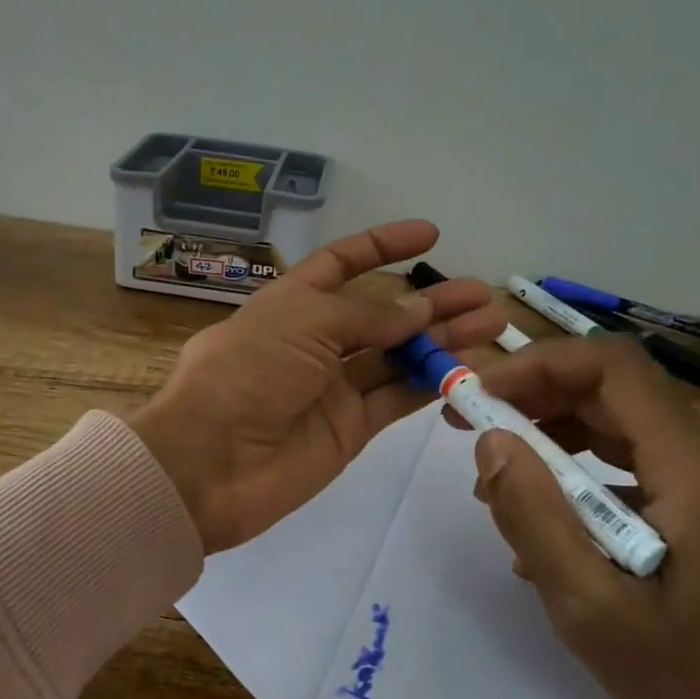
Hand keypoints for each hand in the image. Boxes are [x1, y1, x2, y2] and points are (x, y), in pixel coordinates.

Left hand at [131, 220, 504, 554]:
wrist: (208, 463)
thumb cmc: (246, 372)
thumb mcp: (302, 322)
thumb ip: (367, 315)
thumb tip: (418, 310)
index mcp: (291, 303)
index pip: (341, 263)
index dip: (382, 246)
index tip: (429, 234)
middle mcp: (314, 341)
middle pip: (381, 313)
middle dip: (429, 301)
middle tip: (481, 294)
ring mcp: (333, 387)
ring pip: (398, 356)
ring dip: (442, 340)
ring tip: (490, 323)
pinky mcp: (349, 430)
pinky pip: (397, 398)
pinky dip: (431, 384)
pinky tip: (468, 368)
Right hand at [469, 335, 699, 698]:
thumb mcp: (596, 612)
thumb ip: (535, 519)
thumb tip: (491, 442)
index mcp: (695, 468)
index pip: (610, 366)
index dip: (535, 365)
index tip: (478, 397)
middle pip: (612, 389)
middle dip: (533, 397)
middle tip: (469, 428)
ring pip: (621, 424)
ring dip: (553, 435)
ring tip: (499, 479)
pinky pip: (636, 465)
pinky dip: (582, 473)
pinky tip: (550, 525)